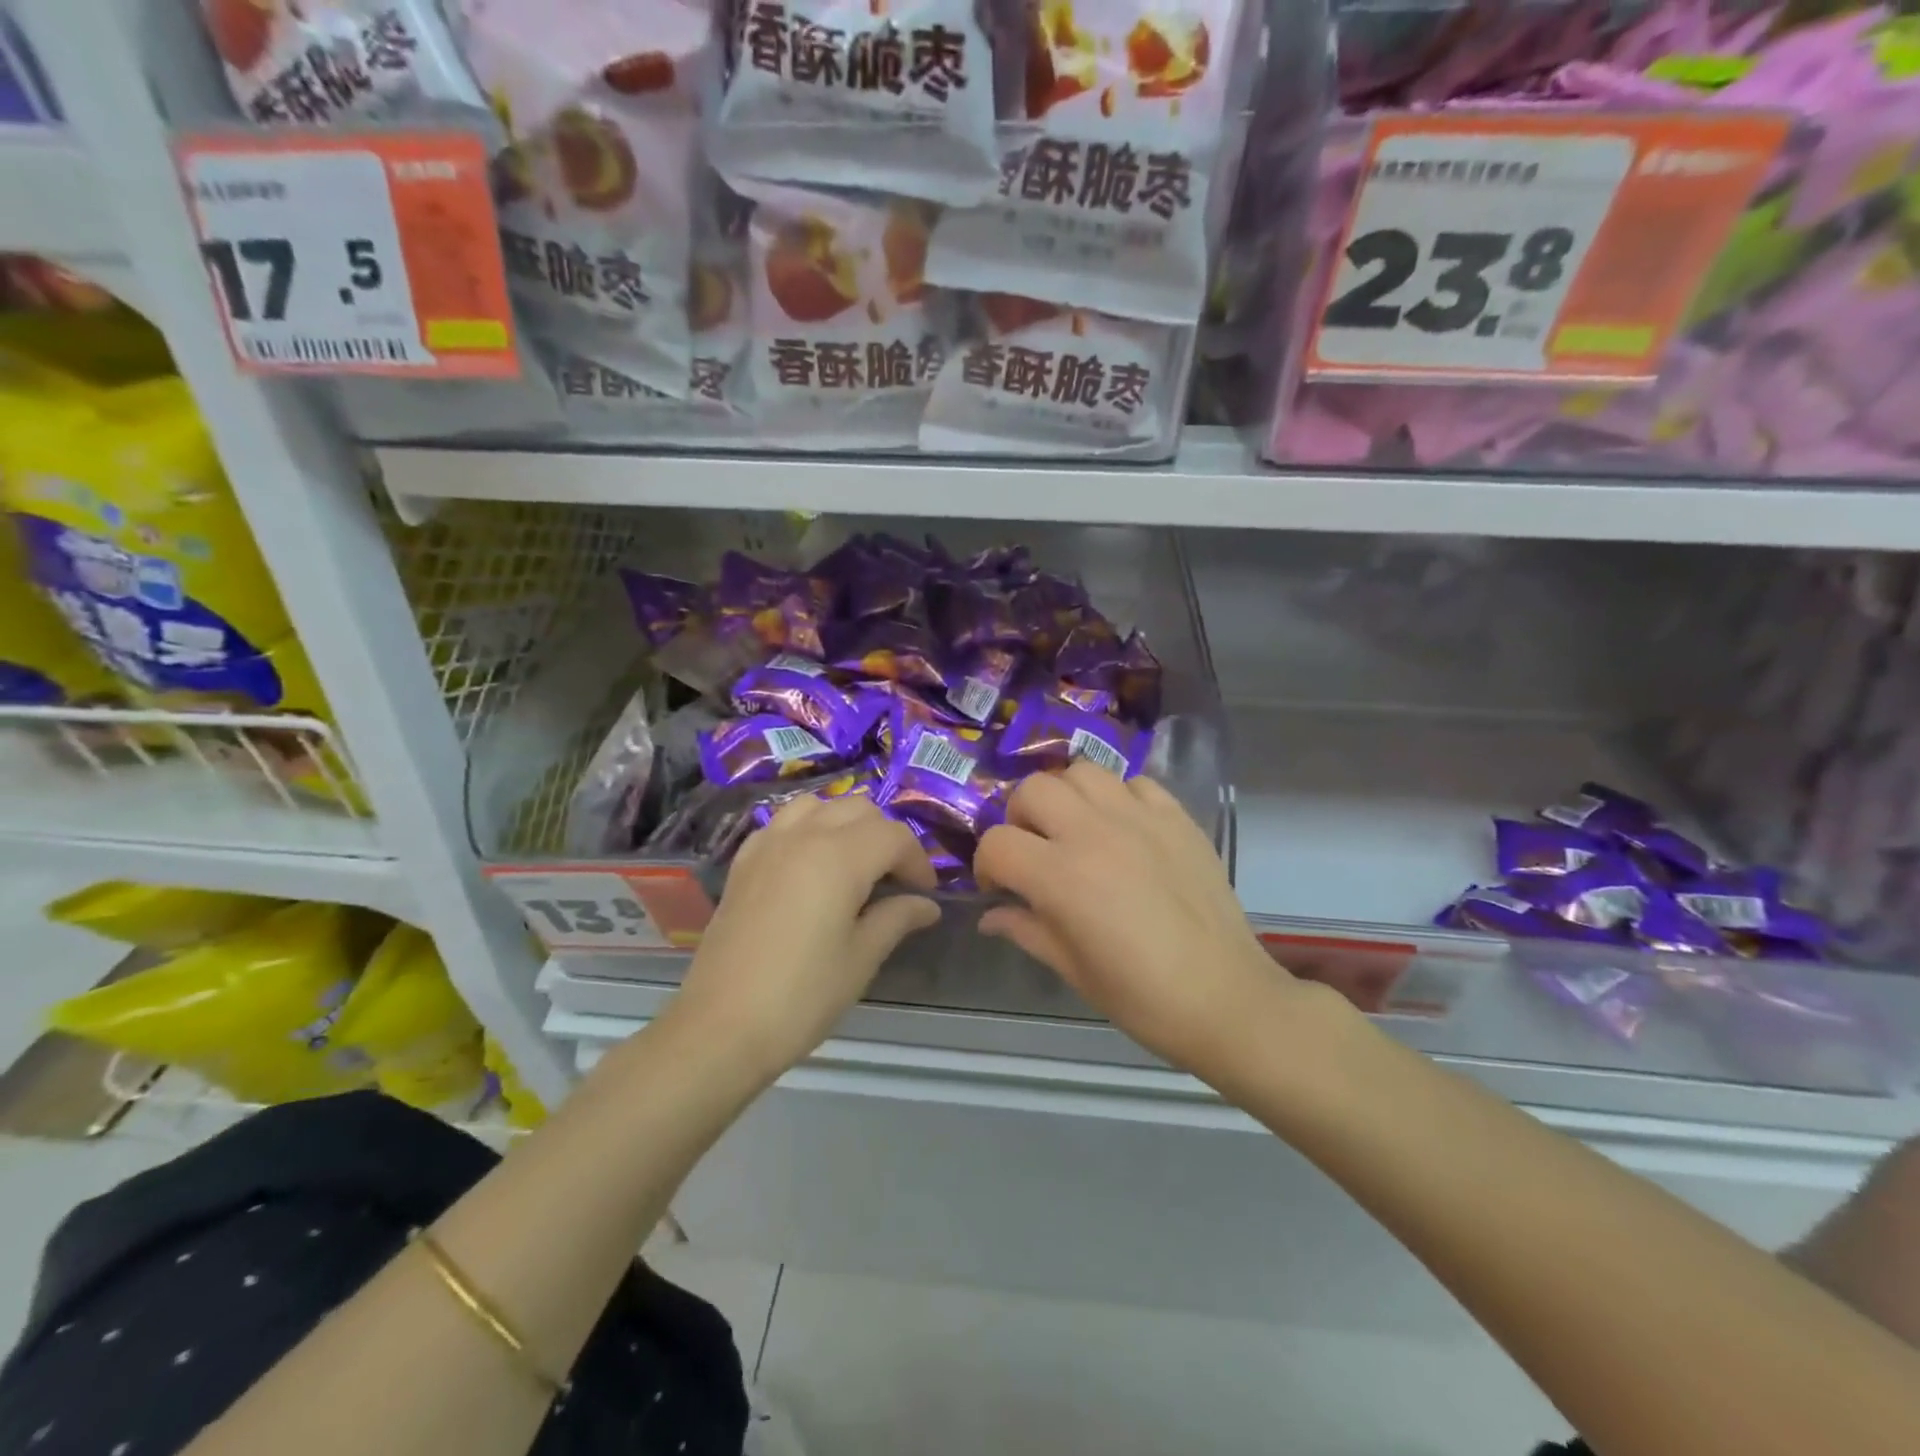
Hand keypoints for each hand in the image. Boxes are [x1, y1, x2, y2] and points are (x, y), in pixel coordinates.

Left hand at [668, 795, 938, 1076]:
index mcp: (840, 857)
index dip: (918, 861)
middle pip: (859, 809)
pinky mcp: (743, 862)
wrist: (721, 1027)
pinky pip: (783, 823)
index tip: (925, 894)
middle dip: (886, 836)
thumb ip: (897, 918)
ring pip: (818, 805)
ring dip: (845, 823)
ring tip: (854, 863)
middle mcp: (804, 836)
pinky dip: (807, 829)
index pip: (894, 835)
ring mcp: (768, 844)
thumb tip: (927, 905)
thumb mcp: (861, 958)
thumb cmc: (802, 995)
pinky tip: (810, 865)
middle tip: (895, 879)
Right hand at [974, 763, 1304, 1077]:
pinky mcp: (1177, 816)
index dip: (987, 864)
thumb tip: (990, 915)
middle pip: (1033, 789)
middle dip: (1020, 817)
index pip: (997, 843)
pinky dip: (1118, 796)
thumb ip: (1025, 930)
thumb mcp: (1072, 969)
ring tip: (1076, 828)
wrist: (1225, 997)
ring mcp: (1140, 818)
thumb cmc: (1141, 996)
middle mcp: (1094, 832)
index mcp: (1061, 876)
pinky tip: (1123, 827)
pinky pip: (1135, 782)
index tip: (999, 886)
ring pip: (1082, 771)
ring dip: (1066, 796)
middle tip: (1035, 849)